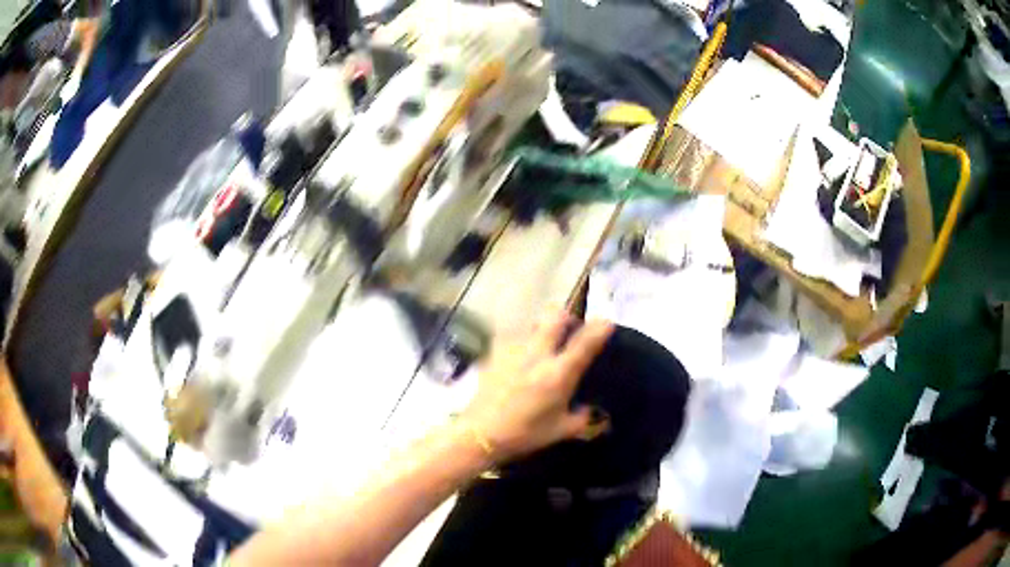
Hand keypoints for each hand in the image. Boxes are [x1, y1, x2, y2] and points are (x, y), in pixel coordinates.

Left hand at [460, 310, 613, 463]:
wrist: (480, 433)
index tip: (607, 322)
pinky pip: (515, 337)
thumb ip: (582, 418)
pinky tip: (522, 358)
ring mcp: (514, 350)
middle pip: (555, 316)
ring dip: (544, 328)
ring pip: (534, 323)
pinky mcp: (496, 353)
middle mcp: (538, 354)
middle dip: (567, 316)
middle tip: (571, 328)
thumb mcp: (560, 430)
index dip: (599, 329)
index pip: (584, 343)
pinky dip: (524, 342)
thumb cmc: (524, 433)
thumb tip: (590, 410)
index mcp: (558, 374)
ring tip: (545, 343)